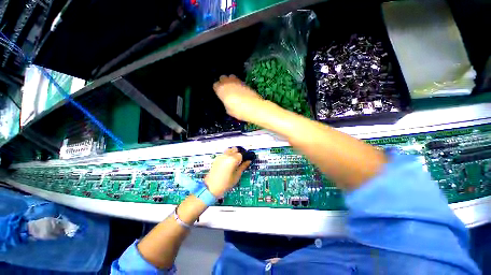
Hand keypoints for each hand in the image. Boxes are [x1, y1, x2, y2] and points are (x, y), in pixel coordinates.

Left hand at [204, 147, 250, 196]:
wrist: (211, 187)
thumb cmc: (225, 183)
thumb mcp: (237, 175)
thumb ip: (243, 166)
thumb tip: (248, 161)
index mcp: (232, 159)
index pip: (242, 154)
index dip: (245, 157)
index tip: (247, 160)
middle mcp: (226, 155)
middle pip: (235, 149)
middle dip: (239, 153)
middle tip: (241, 161)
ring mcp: (221, 156)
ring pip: (230, 150)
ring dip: (233, 153)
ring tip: (235, 161)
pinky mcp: (217, 158)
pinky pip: (225, 153)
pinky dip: (228, 155)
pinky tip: (229, 163)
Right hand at [213, 75, 264, 122]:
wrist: (254, 107)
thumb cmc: (238, 111)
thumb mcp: (228, 110)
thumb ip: (226, 103)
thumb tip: (227, 101)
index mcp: (221, 90)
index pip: (215, 85)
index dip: (217, 89)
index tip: (219, 94)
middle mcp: (228, 83)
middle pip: (222, 78)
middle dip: (223, 82)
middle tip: (226, 90)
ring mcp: (237, 82)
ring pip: (231, 77)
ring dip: (231, 81)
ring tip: (233, 88)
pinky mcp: (245, 83)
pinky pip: (239, 81)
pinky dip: (238, 84)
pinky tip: (240, 90)